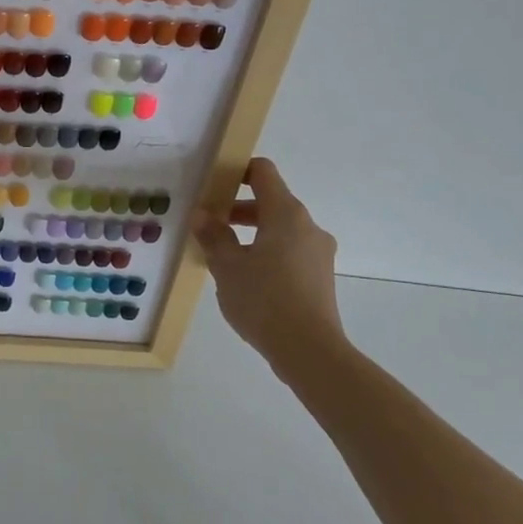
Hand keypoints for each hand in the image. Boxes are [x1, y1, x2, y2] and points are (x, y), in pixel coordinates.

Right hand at [192, 158, 348, 381]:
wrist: (310, 352)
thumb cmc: (264, 299)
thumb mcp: (226, 265)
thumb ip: (213, 235)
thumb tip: (202, 214)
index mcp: (286, 213)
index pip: (262, 172)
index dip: (236, 171)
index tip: (212, 186)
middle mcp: (308, 226)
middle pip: (271, 201)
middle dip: (238, 209)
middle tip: (209, 225)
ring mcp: (318, 253)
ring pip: (280, 229)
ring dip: (251, 234)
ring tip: (223, 256)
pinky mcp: (320, 278)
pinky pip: (289, 252)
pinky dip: (267, 253)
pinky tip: (246, 280)